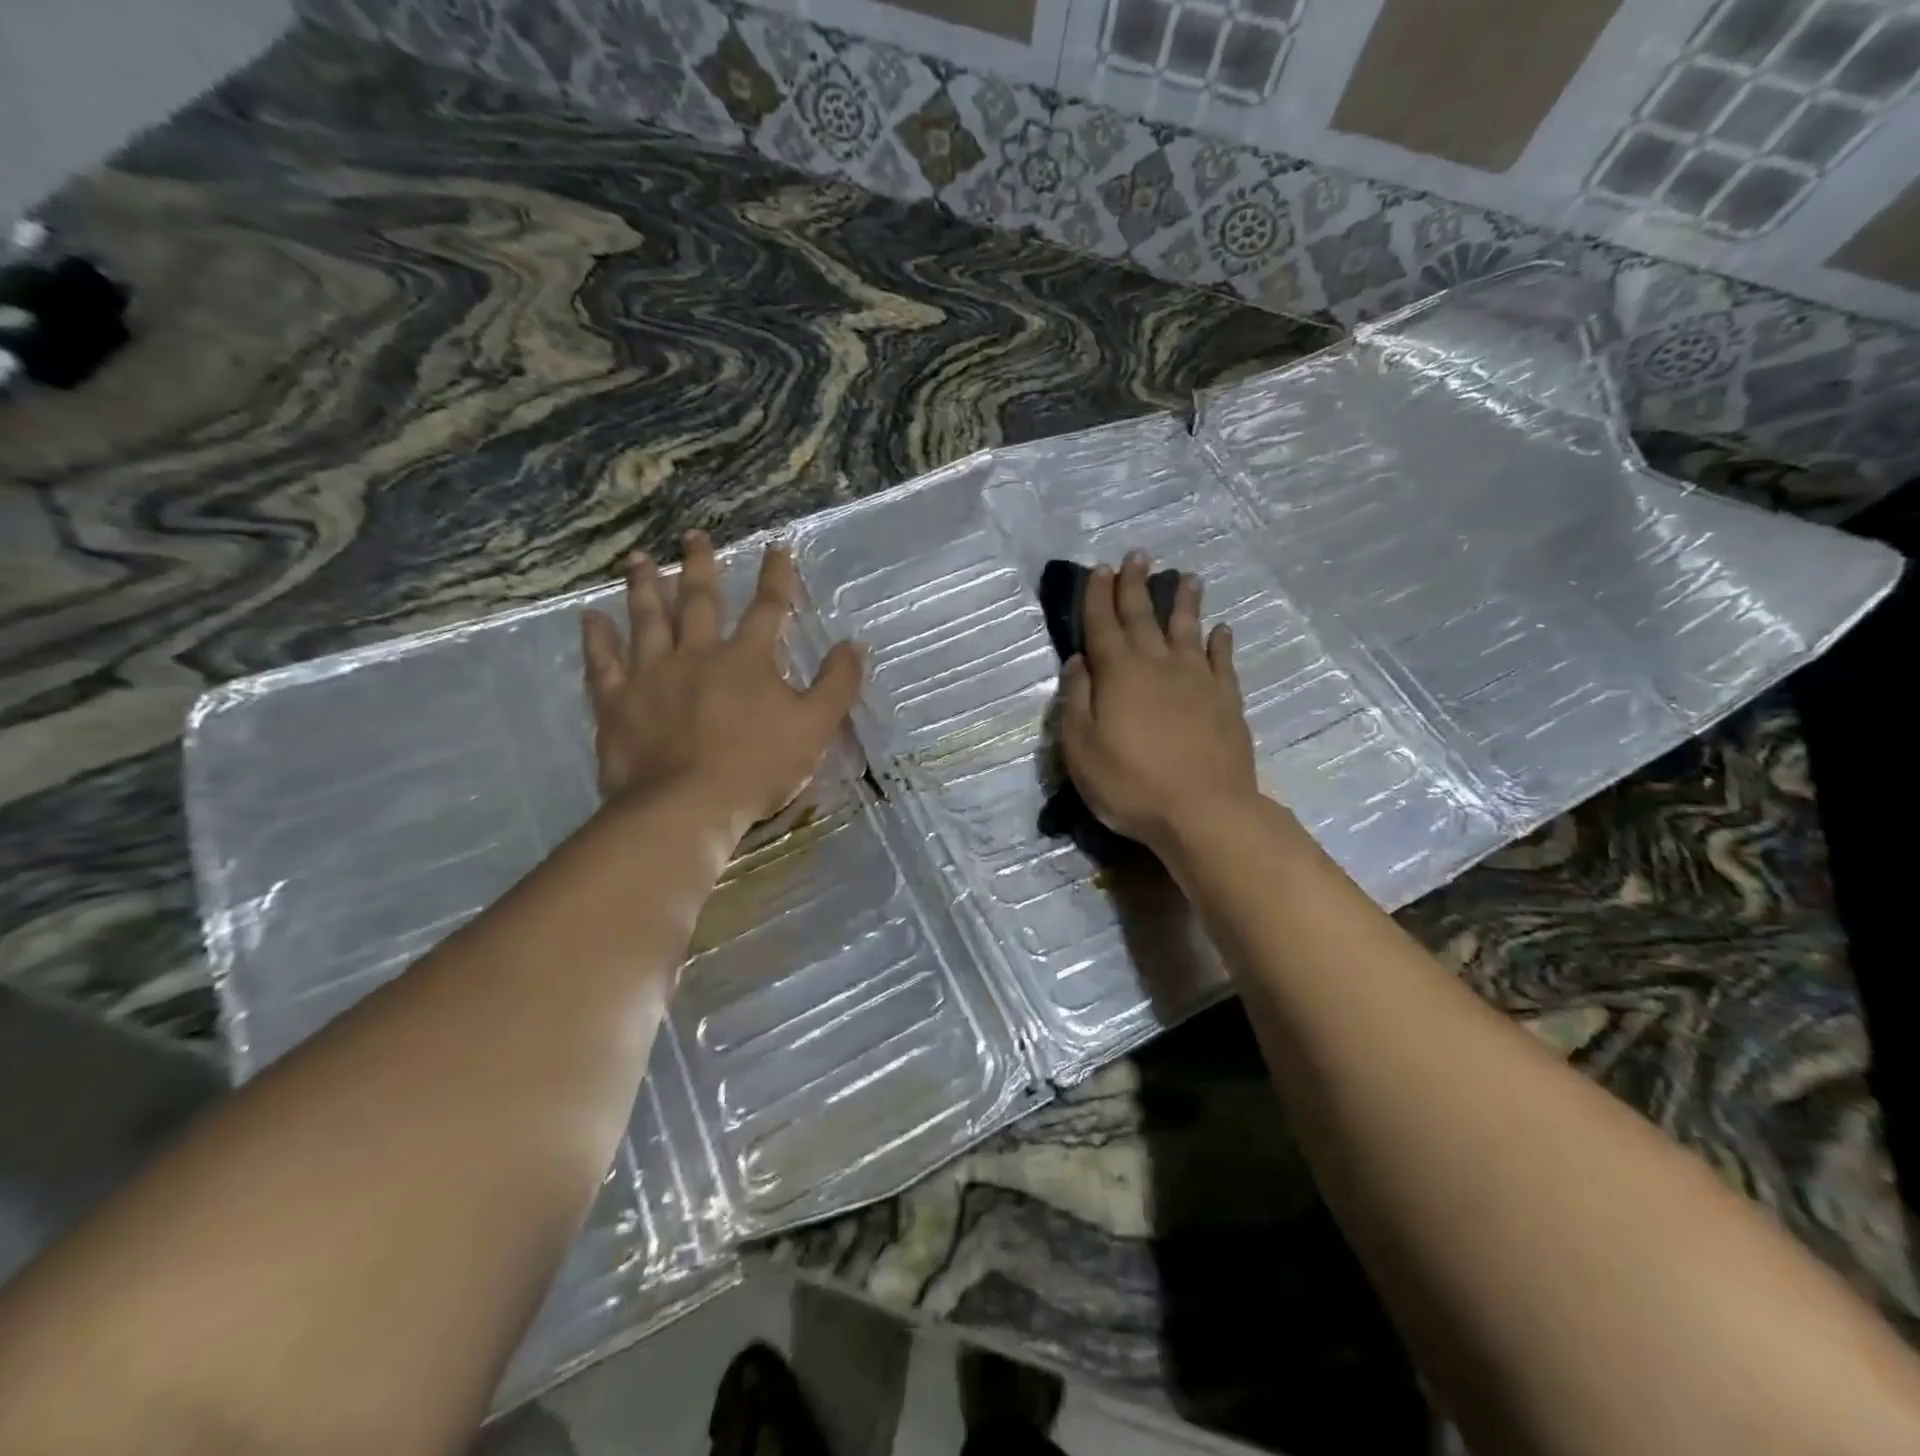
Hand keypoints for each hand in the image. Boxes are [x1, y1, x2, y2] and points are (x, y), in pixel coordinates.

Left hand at [581, 531, 864, 836]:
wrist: (686, 806)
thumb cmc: (757, 767)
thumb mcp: (815, 727)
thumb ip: (836, 684)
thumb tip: (853, 644)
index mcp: (747, 659)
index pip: (768, 608)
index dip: (776, 577)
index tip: (776, 547)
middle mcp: (697, 654)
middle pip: (699, 601)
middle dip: (699, 566)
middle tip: (692, 535)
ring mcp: (651, 675)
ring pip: (647, 620)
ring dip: (643, 586)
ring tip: (637, 558)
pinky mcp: (617, 702)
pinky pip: (602, 663)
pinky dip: (597, 639)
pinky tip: (590, 617)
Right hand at [1060, 550, 1257, 851]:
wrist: (1204, 811)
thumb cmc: (1130, 785)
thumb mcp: (1081, 750)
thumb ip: (1076, 701)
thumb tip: (1079, 662)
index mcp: (1118, 674)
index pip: (1103, 625)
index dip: (1098, 596)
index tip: (1099, 568)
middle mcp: (1158, 665)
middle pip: (1144, 617)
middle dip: (1137, 585)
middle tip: (1138, 556)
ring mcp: (1197, 680)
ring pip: (1189, 629)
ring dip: (1185, 602)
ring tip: (1188, 577)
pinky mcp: (1226, 700)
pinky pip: (1223, 661)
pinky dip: (1221, 642)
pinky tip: (1223, 630)